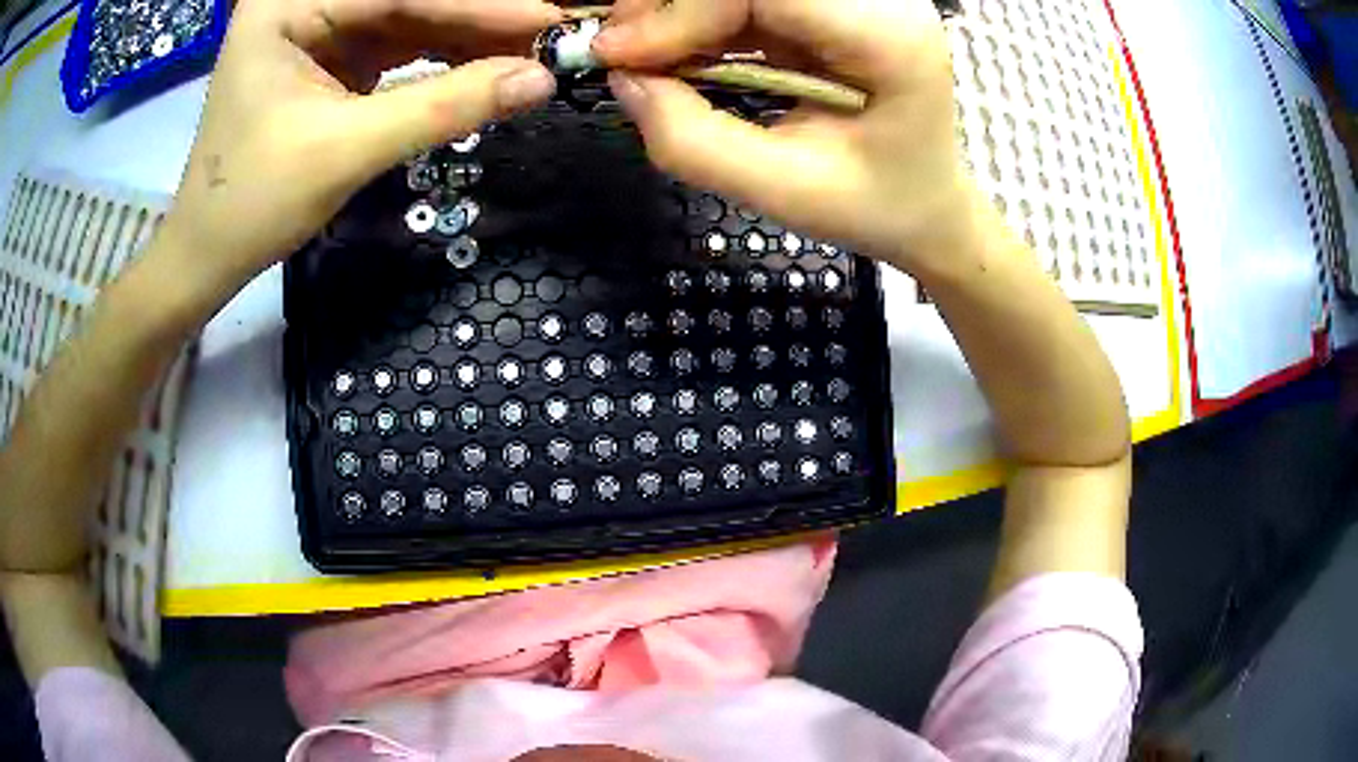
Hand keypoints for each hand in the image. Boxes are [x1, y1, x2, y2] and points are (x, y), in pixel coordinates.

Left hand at [160, 0, 561, 291]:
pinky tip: (487, 64)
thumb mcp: (347, 150)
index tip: (549, 20)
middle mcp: (304, 3)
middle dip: (477, 19)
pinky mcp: (331, 58)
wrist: (209, 255)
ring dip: (469, 38)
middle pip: (407, 0)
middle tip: (548, 36)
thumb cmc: (252, 204)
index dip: (478, 6)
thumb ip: (444, 107)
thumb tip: (541, 81)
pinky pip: (399, 46)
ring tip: (531, 53)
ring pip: (410, 19)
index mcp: (287, 6)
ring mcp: (318, 28)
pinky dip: (443, 58)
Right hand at [594, 0, 968, 268]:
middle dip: (674, 5)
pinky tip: (678, 51)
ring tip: (642, 53)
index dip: (682, 12)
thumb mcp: (784, 190)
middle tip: (622, 48)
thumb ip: (694, 140)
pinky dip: (704, 19)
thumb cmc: (876, 206)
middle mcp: (880, 0)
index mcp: (887, 36)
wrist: (928, 208)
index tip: (620, 57)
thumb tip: (624, 80)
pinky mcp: (835, 6)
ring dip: (683, 10)